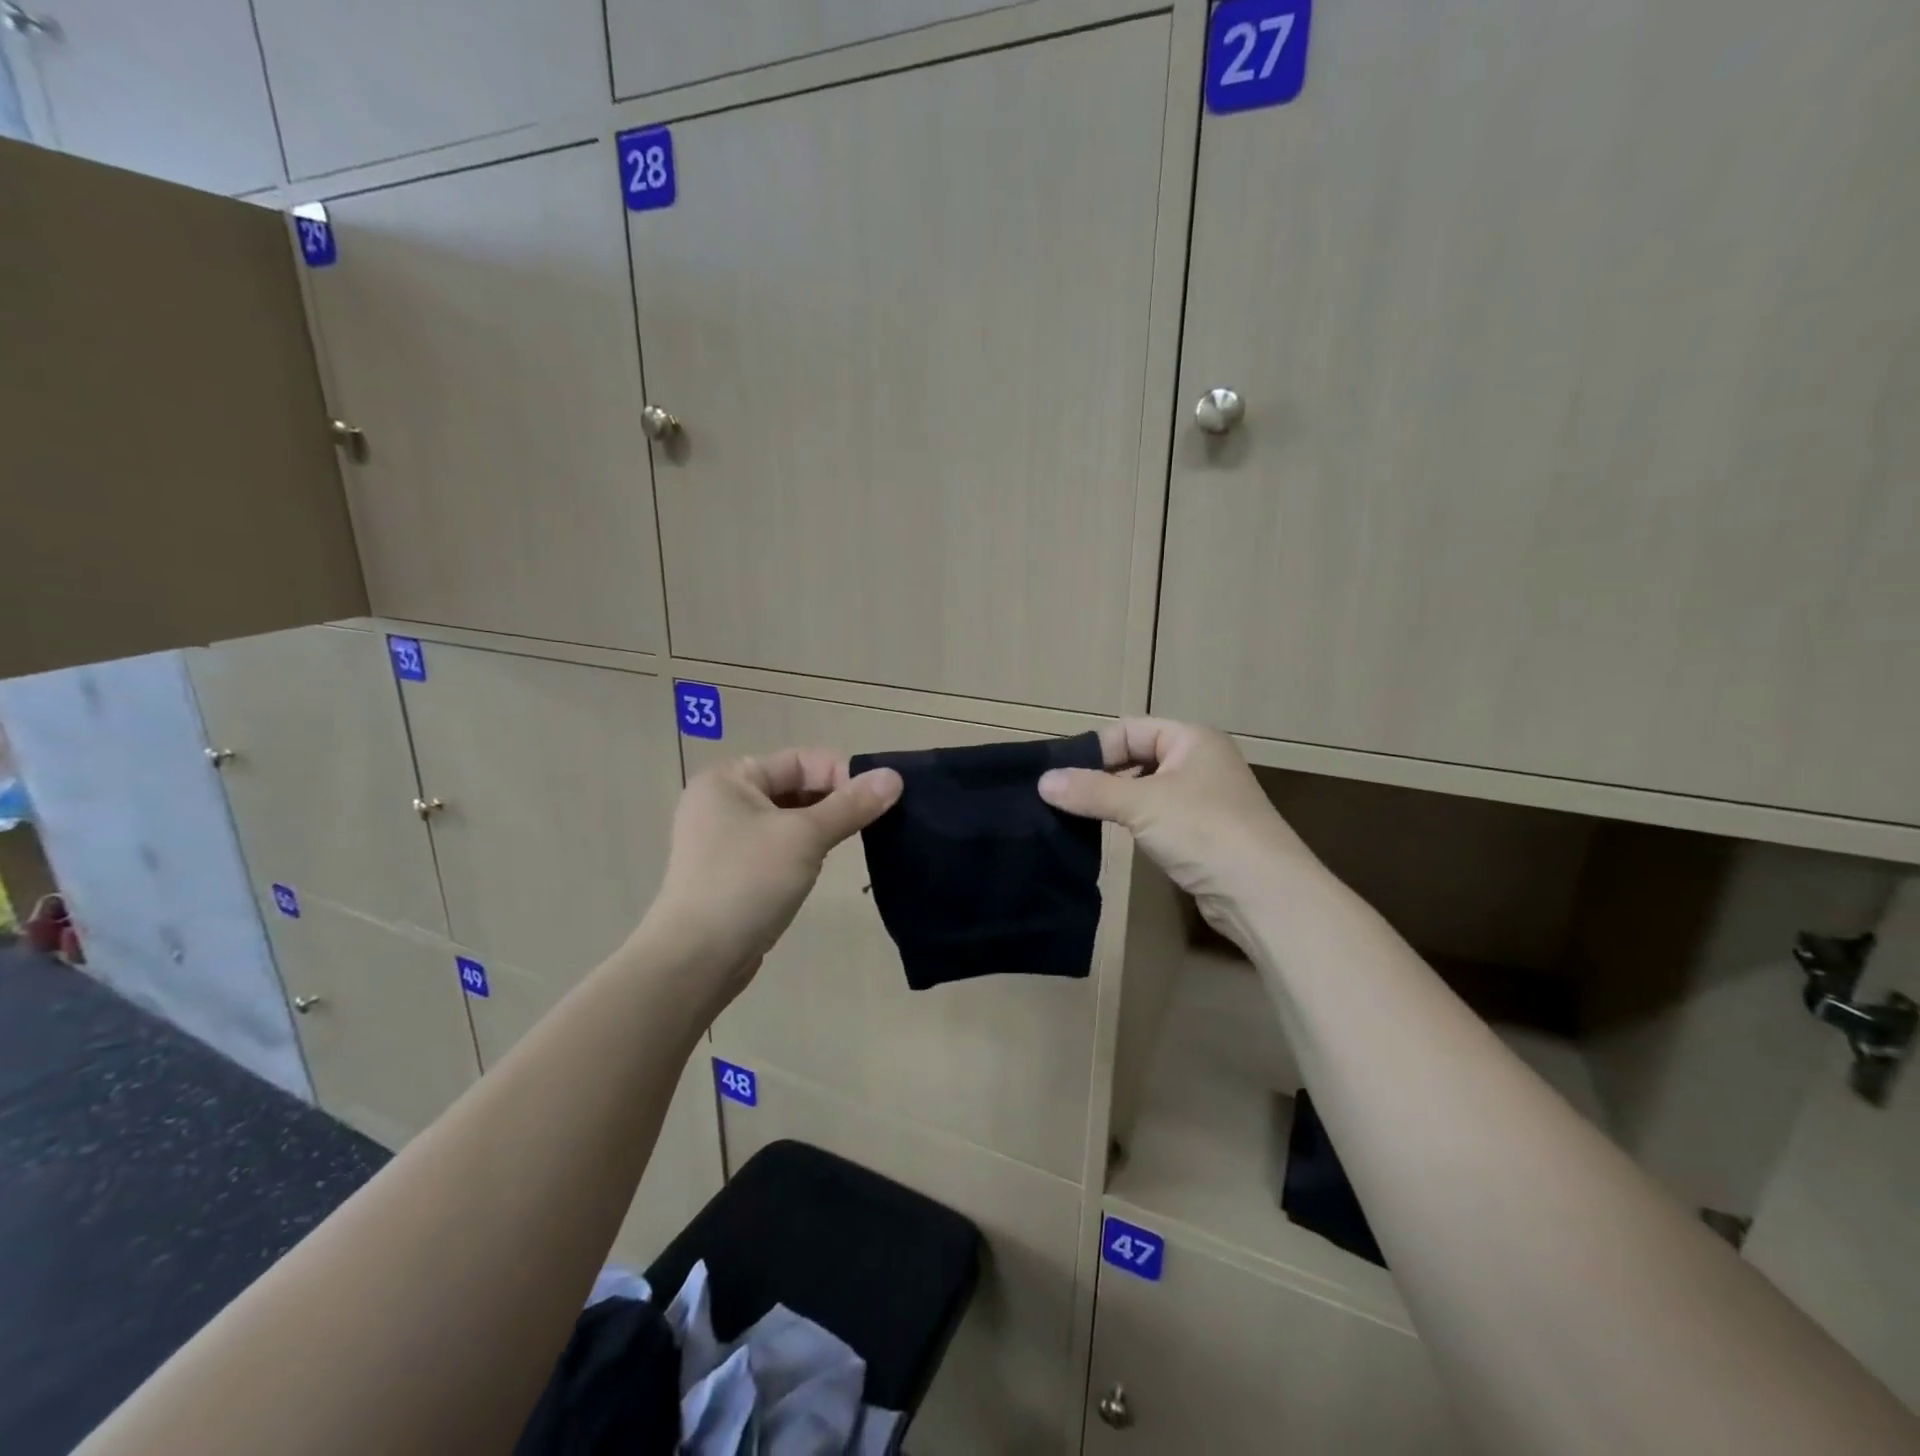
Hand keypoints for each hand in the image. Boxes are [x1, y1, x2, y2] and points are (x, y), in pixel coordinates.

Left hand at [641, 749, 901, 1011]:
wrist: (695, 960)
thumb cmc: (747, 883)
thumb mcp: (805, 837)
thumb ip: (851, 805)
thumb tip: (894, 777)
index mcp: (729, 779)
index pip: (800, 760)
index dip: (842, 774)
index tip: (878, 800)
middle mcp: (722, 800)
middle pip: (794, 785)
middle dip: (834, 800)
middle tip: (872, 822)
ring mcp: (723, 838)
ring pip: (788, 818)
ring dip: (821, 826)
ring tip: (850, 843)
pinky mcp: (730, 871)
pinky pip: (776, 845)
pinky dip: (803, 849)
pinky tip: (821, 866)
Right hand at [1039, 718, 1309, 943]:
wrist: (1264, 893)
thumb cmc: (1204, 830)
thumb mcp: (1141, 804)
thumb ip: (1090, 791)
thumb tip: (1043, 782)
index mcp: (1192, 739)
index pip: (1130, 730)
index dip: (1095, 749)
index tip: (1060, 776)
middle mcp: (1200, 761)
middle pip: (1137, 758)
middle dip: (1103, 776)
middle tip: (1064, 798)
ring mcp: (1205, 798)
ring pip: (1147, 789)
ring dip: (1117, 801)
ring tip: (1080, 817)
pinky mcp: (1203, 832)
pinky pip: (1158, 816)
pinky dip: (1135, 822)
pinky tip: (1116, 837)